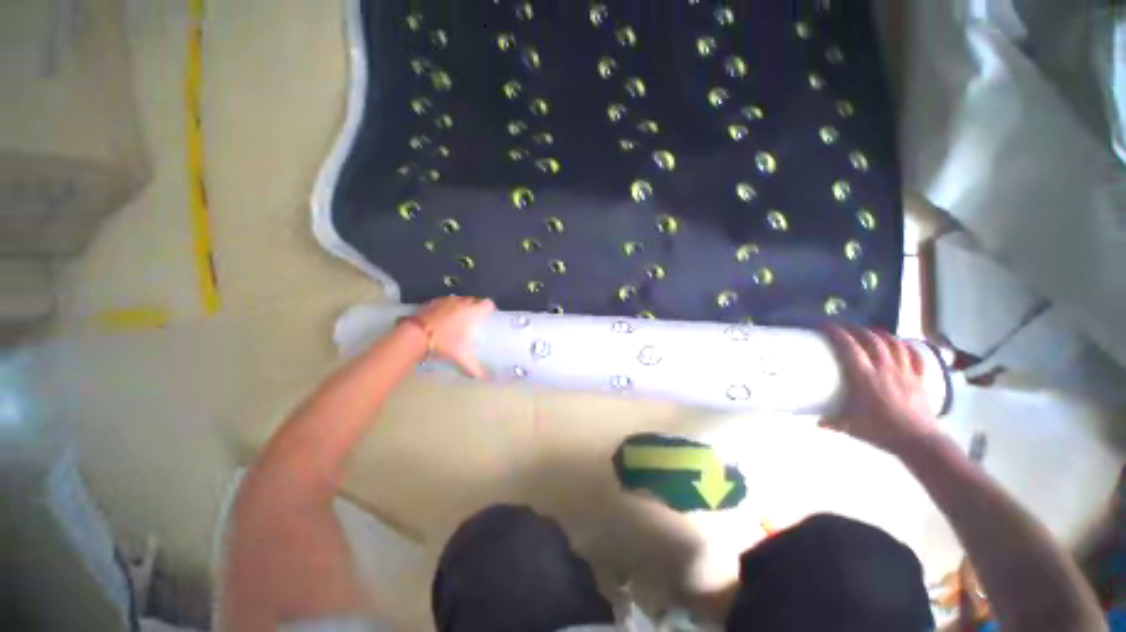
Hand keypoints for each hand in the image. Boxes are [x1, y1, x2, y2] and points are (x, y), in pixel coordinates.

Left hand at [413, 296, 494, 378]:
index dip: (489, 309)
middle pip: (474, 300)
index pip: (488, 304)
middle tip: (472, 321)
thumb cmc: (445, 343)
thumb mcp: (462, 357)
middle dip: (475, 308)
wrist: (417, 335)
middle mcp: (463, 303)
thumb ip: (475, 367)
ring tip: (457, 320)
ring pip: (460, 300)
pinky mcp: (434, 301)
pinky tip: (442, 319)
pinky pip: (446, 301)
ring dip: (461, 307)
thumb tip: (485, 377)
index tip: (487, 316)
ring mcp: (448, 300)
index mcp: (473, 313)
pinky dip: (447, 308)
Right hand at [820, 326, 937, 454]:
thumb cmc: (881, 431)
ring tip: (871, 330)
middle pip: (872, 340)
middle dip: (857, 329)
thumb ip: (832, 422)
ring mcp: (905, 372)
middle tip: (845, 326)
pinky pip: (914, 357)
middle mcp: (885, 369)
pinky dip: (906, 347)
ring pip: (893, 345)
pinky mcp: (919, 379)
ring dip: (881, 334)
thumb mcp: (850, 427)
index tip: (825, 325)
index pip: (849, 348)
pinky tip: (901, 344)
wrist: (918, 441)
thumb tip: (817, 422)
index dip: (836, 333)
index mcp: (865, 377)